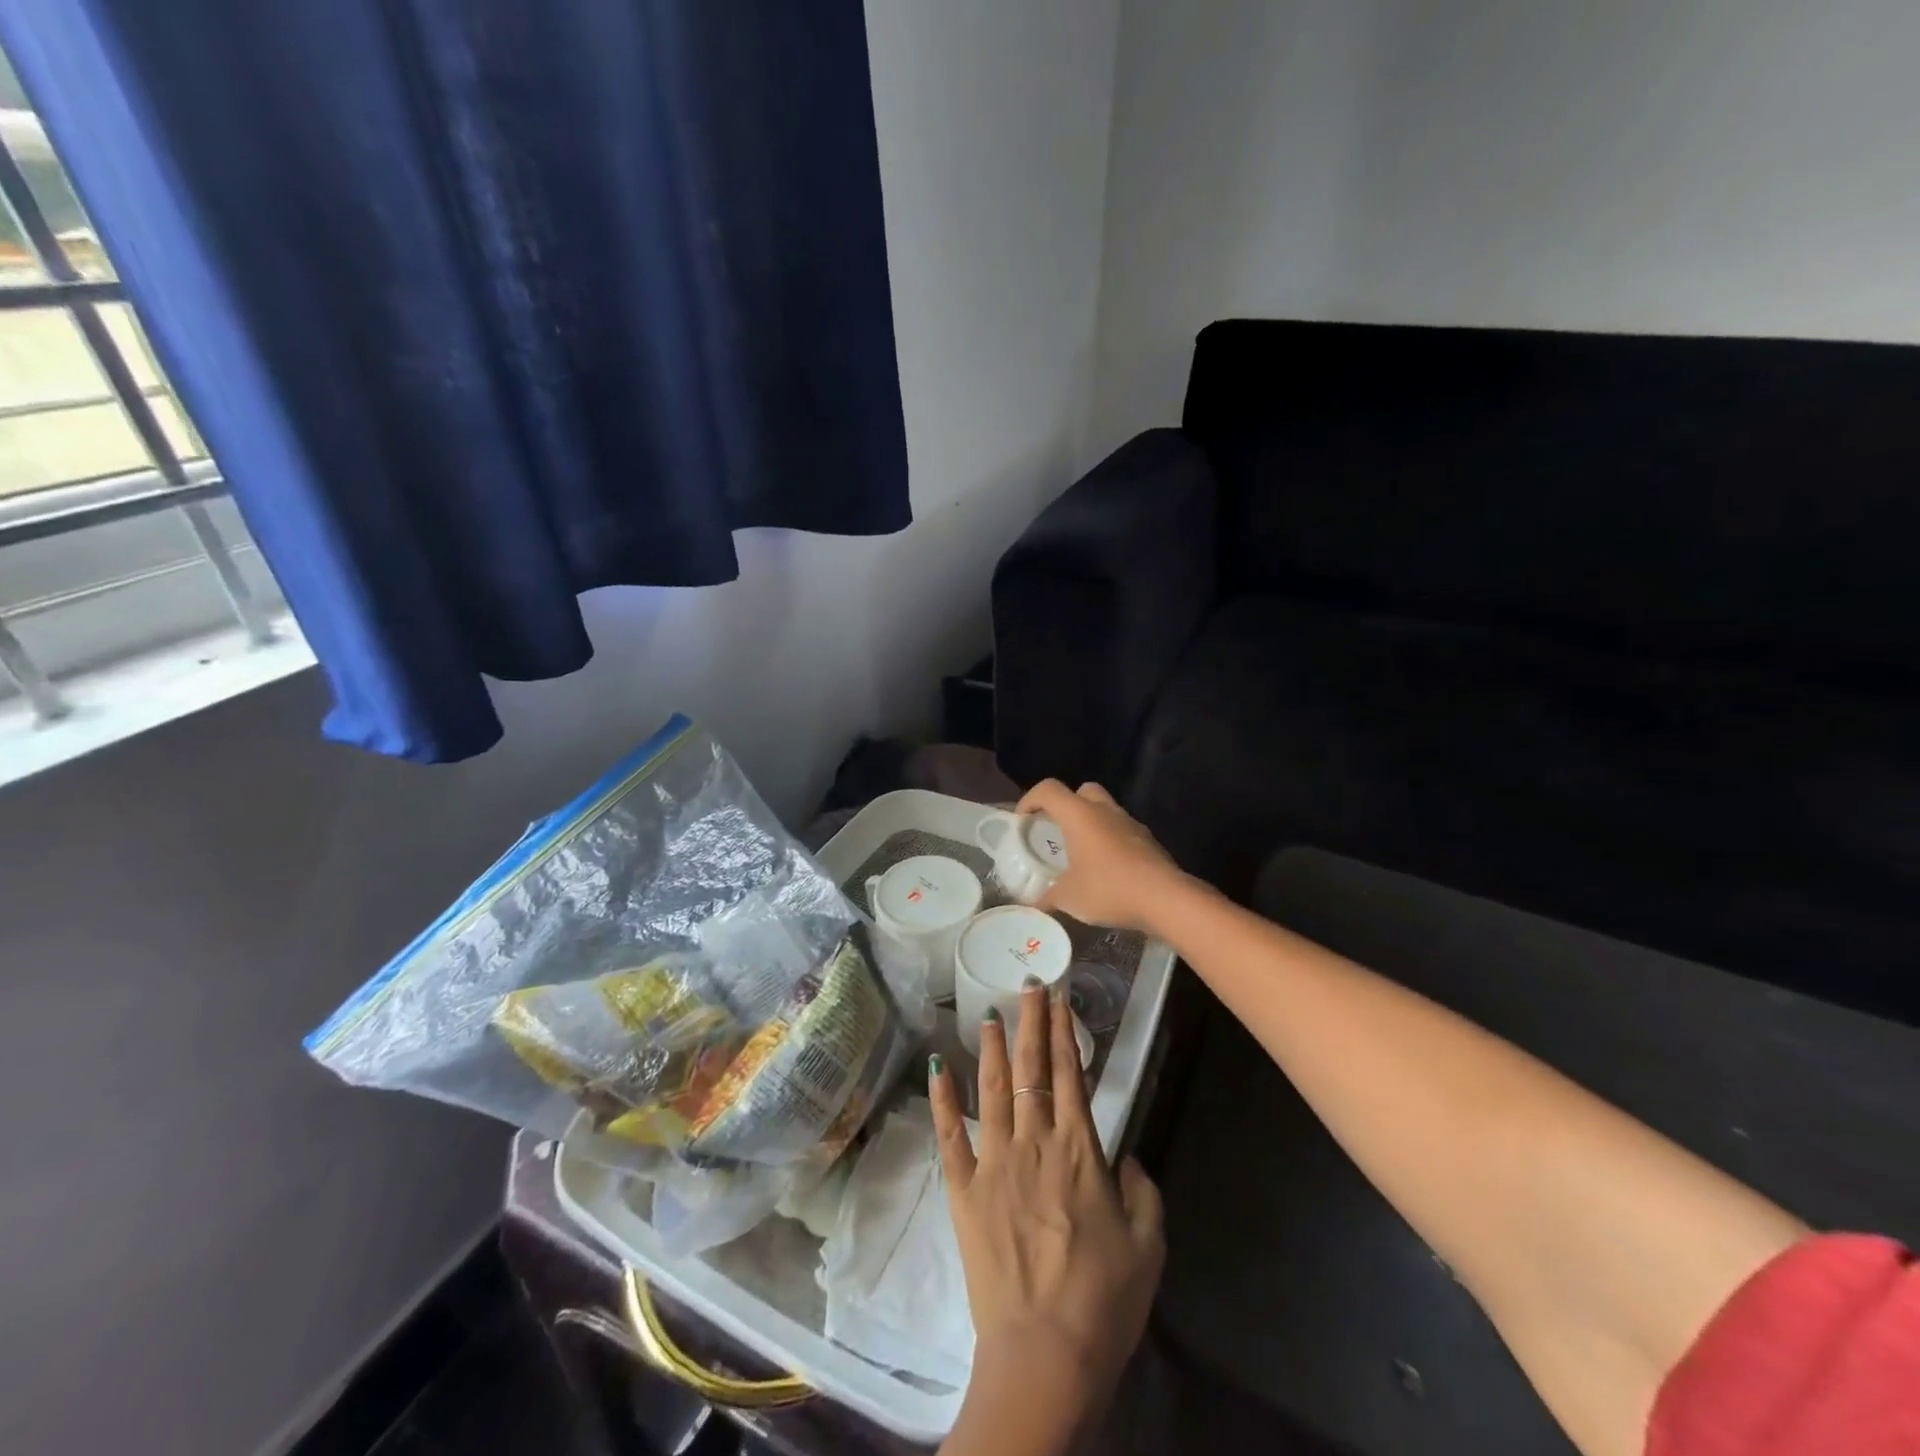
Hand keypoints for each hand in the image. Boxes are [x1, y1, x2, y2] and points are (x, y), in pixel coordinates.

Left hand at [931, 981, 1164, 1449]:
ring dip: (991, 1047)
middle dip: (1031, 1022)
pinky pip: (950, 1135)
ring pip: (991, 1088)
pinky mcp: (964, 1190)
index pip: (1070, 1074)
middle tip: (1028, 985)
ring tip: (989, 1012)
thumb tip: (1126, 1155)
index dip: (1064, 1031)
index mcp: (1078, 1149)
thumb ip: (1142, 1188)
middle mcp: (1033, 1141)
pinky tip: (938, 1066)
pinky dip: (943, 1098)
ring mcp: (993, 1162)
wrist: (1044, 1352)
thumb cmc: (1104, 1299)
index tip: (1059, 997)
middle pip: (1031, 1069)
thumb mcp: (1149, 1243)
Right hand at [1017, 779, 1186, 935]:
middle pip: (1081, 791)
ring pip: (1105, 810)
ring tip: (1081, 853)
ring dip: (1091, 824)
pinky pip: (1122, 831)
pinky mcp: (1148, 841)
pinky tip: (1107, 869)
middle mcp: (1105, 810)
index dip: (1030, 799)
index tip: (1022, 820)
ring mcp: (1131, 824)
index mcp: (1079, 815)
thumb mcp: (1068, 897)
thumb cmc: (1109, 888)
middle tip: (1056, 830)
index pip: (1048, 789)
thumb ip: (1048, 896)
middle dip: (1066, 805)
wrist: (1166, 899)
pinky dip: (1111, 842)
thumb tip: (1035, 903)